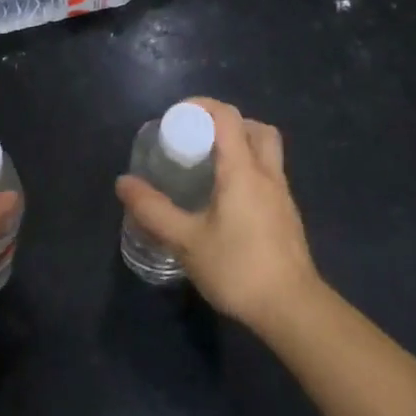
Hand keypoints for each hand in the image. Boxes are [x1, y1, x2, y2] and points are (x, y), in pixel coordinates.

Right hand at [115, 97, 320, 336]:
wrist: (292, 309)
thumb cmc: (237, 268)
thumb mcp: (186, 241)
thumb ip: (153, 210)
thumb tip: (123, 183)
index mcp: (242, 170)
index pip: (227, 117)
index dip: (202, 106)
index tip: (177, 116)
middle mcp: (267, 173)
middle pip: (256, 127)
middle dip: (228, 123)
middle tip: (200, 139)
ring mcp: (282, 194)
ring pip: (267, 151)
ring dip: (243, 145)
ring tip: (212, 167)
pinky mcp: (288, 215)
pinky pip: (270, 175)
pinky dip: (250, 171)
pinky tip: (229, 200)